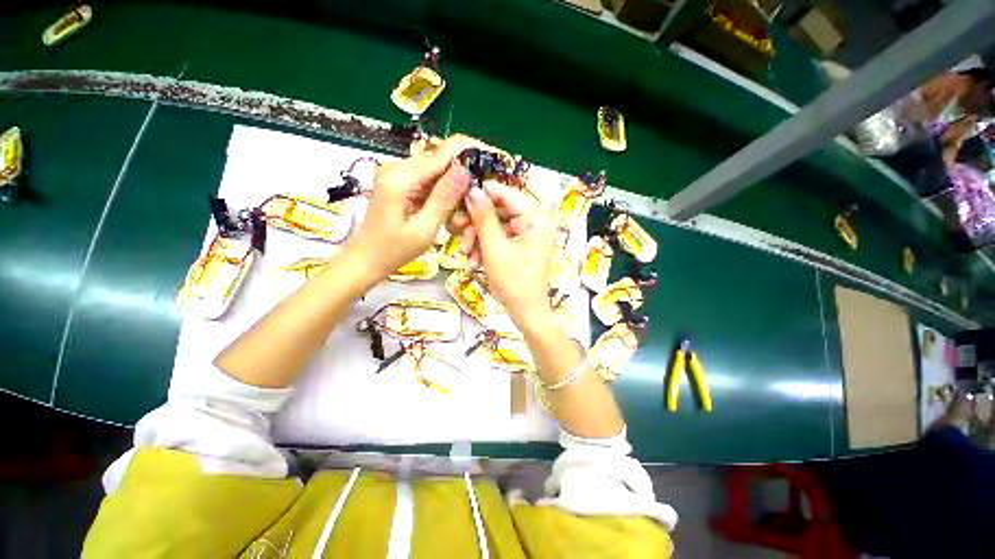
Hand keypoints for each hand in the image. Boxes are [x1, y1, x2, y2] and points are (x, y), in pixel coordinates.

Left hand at [346, 135, 476, 279]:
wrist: (365, 259)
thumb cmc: (393, 251)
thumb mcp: (424, 229)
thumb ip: (443, 199)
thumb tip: (465, 170)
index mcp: (401, 178)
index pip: (442, 152)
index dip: (469, 152)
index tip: (492, 160)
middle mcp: (397, 167)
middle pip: (440, 158)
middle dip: (464, 170)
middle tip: (483, 191)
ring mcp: (397, 173)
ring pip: (436, 168)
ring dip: (454, 182)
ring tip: (469, 201)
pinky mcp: (399, 182)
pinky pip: (428, 178)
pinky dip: (443, 189)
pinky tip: (452, 204)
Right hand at [465, 183, 556, 324]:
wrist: (525, 313)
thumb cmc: (513, 281)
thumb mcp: (494, 248)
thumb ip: (483, 217)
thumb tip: (472, 191)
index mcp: (537, 218)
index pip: (508, 194)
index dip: (484, 193)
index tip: (461, 196)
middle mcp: (535, 223)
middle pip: (500, 211)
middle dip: (476, 224)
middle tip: (456, 229)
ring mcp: (528, 236)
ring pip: (496, 227)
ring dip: (477, 239)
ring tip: (465, 254)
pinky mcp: (520, 247)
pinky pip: (499, 240)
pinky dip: (485, 249)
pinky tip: (473, 263)